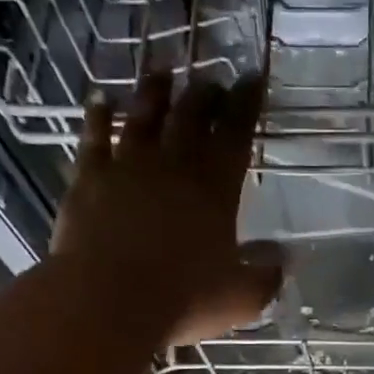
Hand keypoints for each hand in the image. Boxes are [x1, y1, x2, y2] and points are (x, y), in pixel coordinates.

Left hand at [51, 73, 282, 344]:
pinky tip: (100, 100)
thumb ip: (268, 275)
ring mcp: (127, 168)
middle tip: (213, 80)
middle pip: (191, 116)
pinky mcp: (88, 179)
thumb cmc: (184, 300)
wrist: (107, 302)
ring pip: (143, 115)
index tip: (253, 78)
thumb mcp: (242, 297)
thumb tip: (285, 256)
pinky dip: (98, 116)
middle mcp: (173, 166)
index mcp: (215, 189)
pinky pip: (94, 137)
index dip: (247, 103)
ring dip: (155, 91)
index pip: (235, 133)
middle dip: (205, 93)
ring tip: (164, 72)